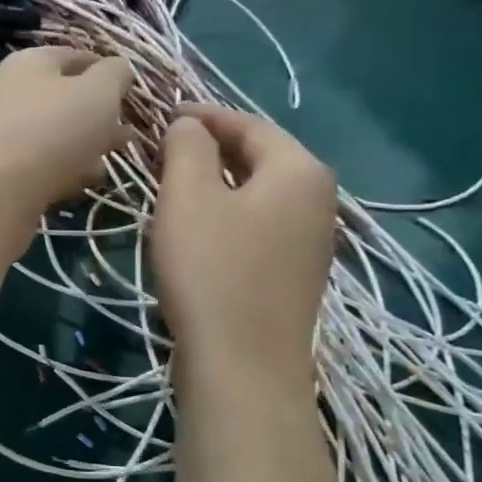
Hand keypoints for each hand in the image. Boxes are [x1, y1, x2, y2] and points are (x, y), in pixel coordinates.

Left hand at [0, 47, 135, 226]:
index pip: (78, 56)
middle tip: (130, 133)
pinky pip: (46, 166)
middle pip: (67, 99)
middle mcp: (14, 94)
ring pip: (59, 135)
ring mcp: (7, 135)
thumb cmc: (51, 130)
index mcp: (32, 62)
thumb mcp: (98, 92)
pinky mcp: (5, 174)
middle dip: (101, 115)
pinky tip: (86, 183)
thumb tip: (118, 69)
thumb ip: (116, 75)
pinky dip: (67, 172)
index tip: (135, 93)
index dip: (109, 71)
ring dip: (87, 146)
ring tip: (113, 160)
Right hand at [153, 105, 336, 385]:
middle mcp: (318, 200)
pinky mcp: (295, 275)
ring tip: (173, 186)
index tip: (164, 115)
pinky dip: (228, 215)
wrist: (242, 366)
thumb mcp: (188, 198)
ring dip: (217, 183)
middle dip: (211, 148)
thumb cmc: (212, 271)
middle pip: (260, 158)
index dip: (204, 116)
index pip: (250, 124)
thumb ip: (188, 148)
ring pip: (258, 194)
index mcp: (299, 171)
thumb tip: (190, 124)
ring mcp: (311, 242)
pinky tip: (198, 231)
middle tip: (163, 150)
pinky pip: (260, 225)